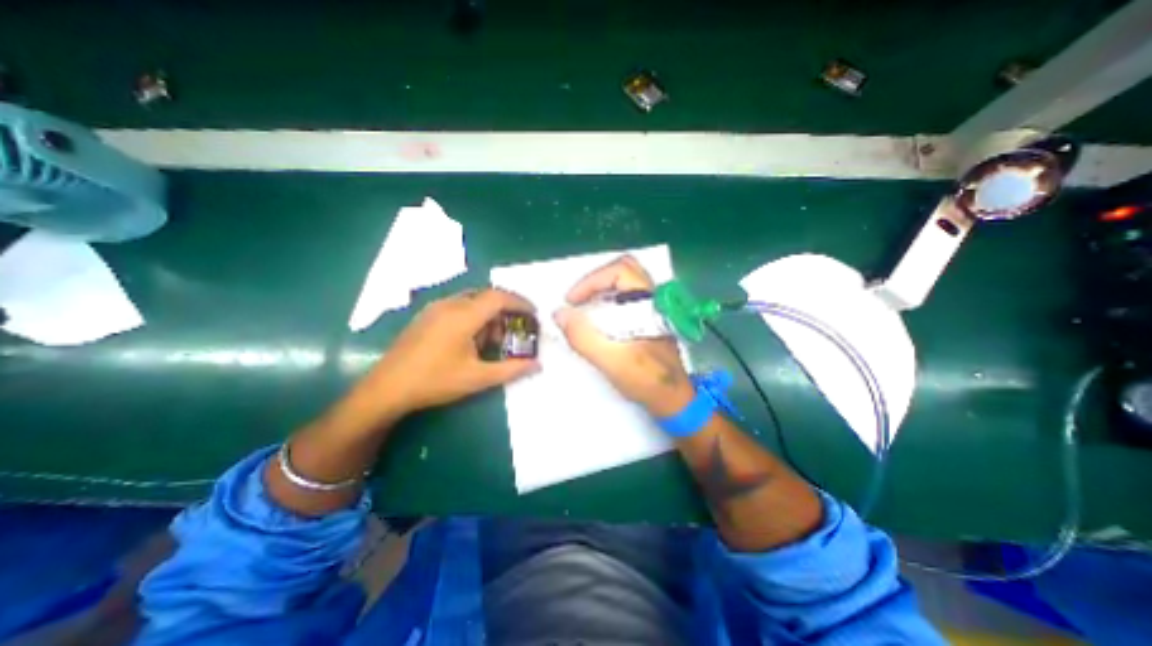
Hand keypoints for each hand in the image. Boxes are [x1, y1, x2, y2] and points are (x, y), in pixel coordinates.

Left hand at [366, 285, 543, 412]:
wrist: (386, 389)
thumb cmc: (435, 382)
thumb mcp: (478, 378)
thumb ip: (512, 369)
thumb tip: (538, 365)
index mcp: (463, 315)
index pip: (499, 298)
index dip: (520, 303)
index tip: (534, 314)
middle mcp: (450, 304)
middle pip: (487, 296)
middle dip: (506, 310)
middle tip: (516, 329)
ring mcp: (435, 308)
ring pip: (472, 301)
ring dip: (489, 314)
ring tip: (494, 339)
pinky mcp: (426, 316)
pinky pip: (458, 306)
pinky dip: (474, 316)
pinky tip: (472, 340)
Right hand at [557, 254, 691, 414]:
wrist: (674, 400)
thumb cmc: (647, 381)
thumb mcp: (612, 361)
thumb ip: (584, 337)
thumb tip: (559, 314)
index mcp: (650, 303)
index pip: (620, 271)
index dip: (591, 281)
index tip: (571, 301)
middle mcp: (654, 299)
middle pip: (623, 270)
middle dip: (595, 281)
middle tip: (577, 300)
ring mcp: (653, 308)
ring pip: (625, 282)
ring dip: (601, 290)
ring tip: (583, 308)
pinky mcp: (649, 318)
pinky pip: (626, 297)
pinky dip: (608, 300)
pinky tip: (598, 320)